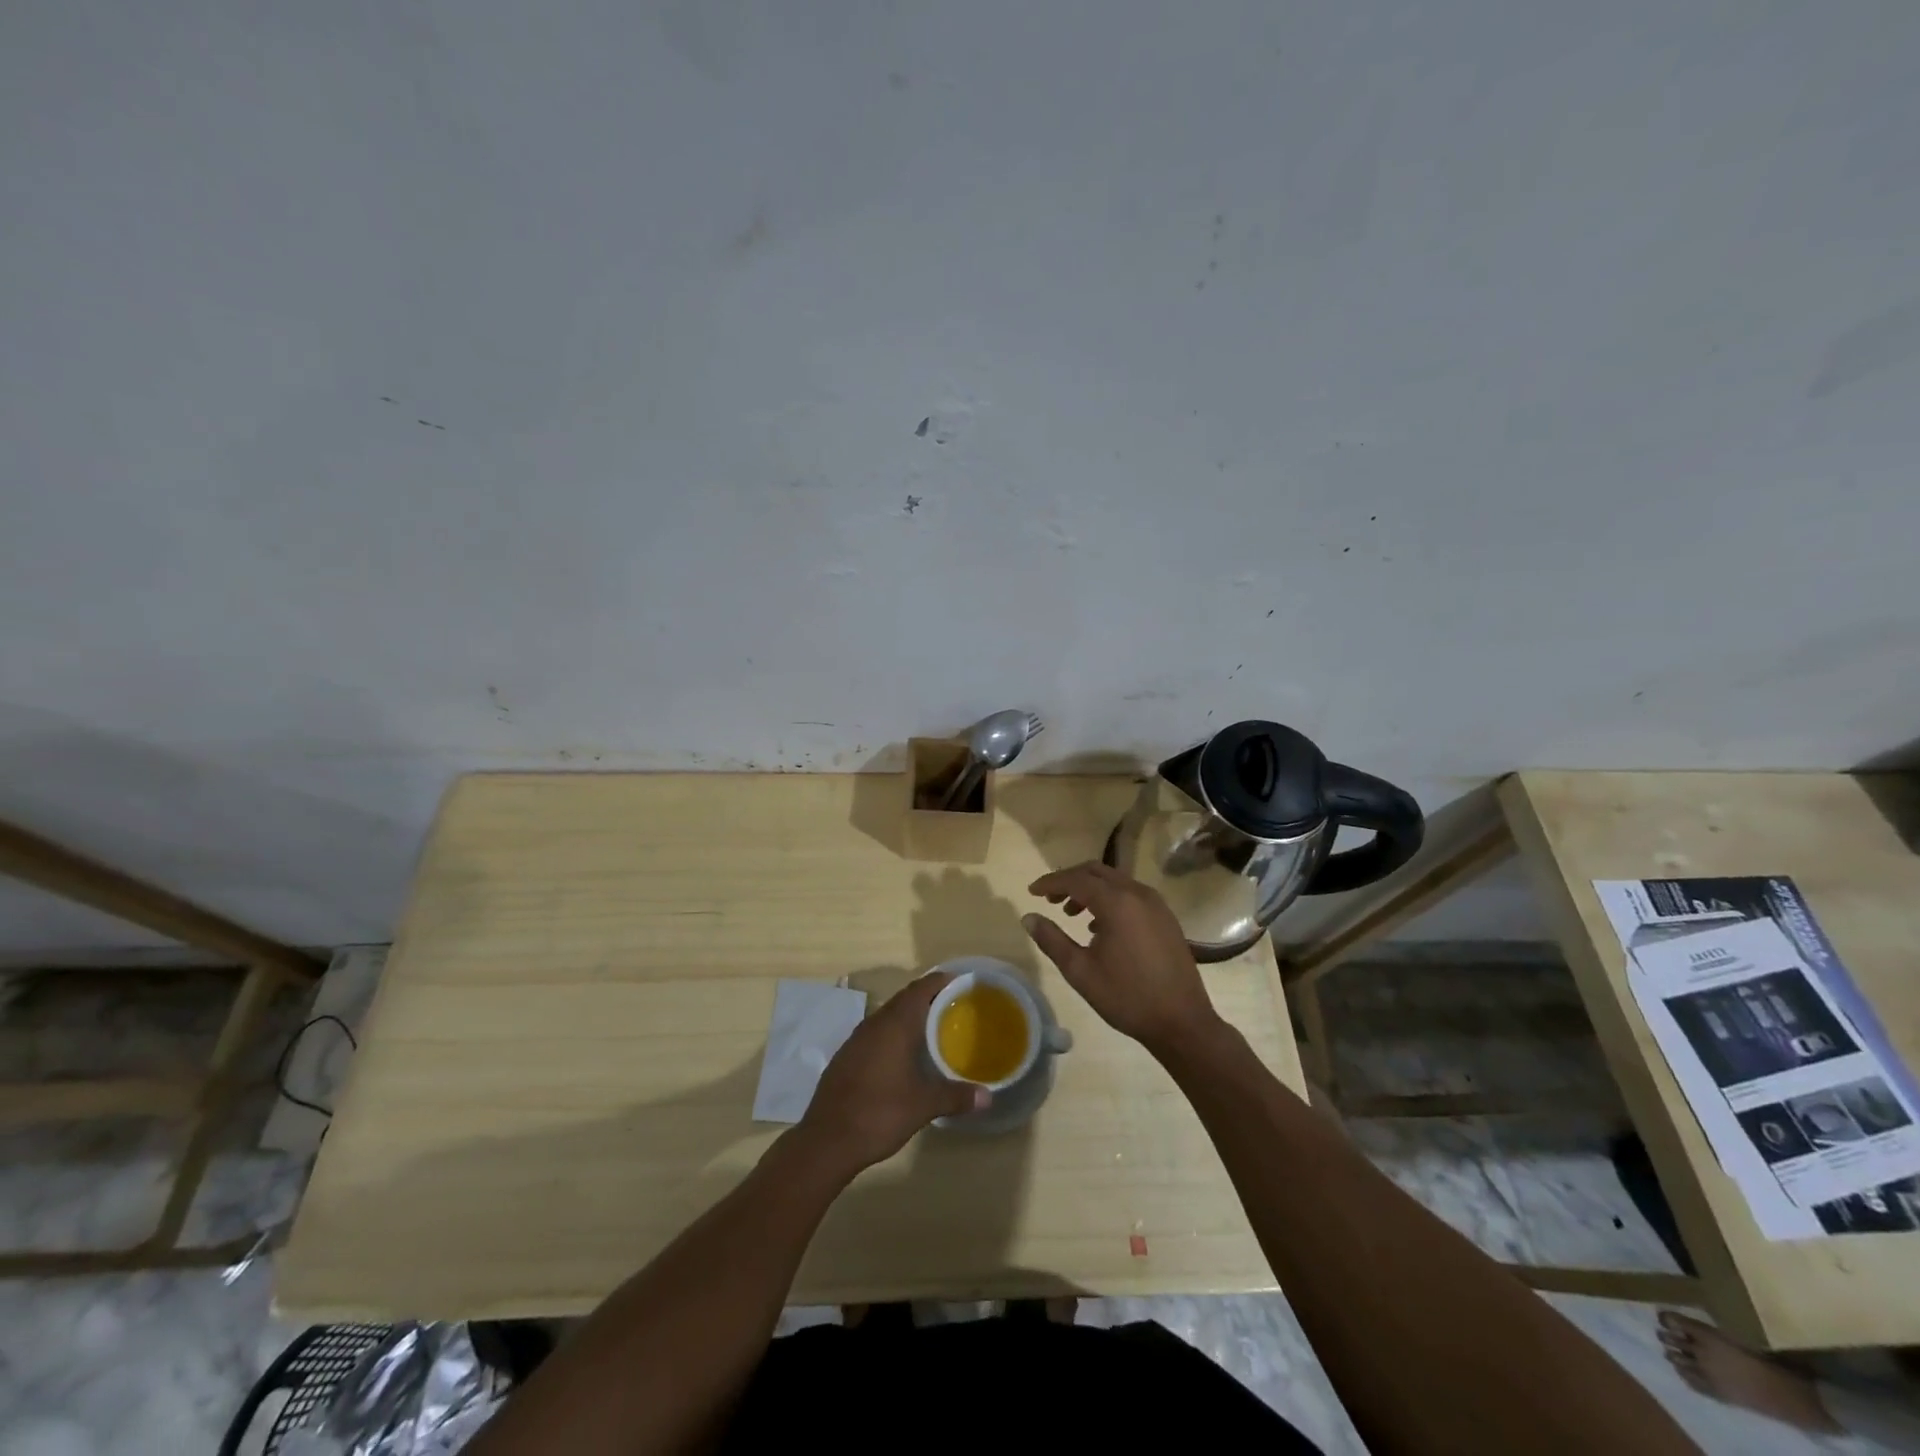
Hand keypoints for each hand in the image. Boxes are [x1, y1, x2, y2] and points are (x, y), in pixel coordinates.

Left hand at [797, 972, 988, 1177]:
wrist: (827, 1140)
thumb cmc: (879, 1113)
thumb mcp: (923, 1106)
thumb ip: (956, 1096)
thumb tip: (988, 1097)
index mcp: (895, 1024)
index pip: (921, 988)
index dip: (941, 981)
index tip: (961, 984)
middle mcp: (874, 1023)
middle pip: (904, 999)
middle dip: (928, 999)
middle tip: (954, 1008)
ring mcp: (856, 1039)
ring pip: (888, 1017)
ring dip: (909, 1018)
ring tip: (933, 1030)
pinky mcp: (846, 1057)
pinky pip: (875, 1034)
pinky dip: (893, 1035)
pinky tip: (902, 1056)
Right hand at [1024, 862, 1222, 1058]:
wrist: (1182, 1021)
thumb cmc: (1126, 997)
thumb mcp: (1080, 971)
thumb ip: (1052, 940)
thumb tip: (1028, 917)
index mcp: (1116, 903)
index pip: (1076, 879)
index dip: (1051, 883)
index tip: (1031, 892)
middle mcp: (1138, 893)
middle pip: (1096, 872)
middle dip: (1070, 880)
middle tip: (1050, 899)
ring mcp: (1156, 904)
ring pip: (1115, 881)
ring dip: (1090, 889)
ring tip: (1071, 913)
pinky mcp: (1165, 917)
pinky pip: (1131, 894)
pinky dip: (1110, 899)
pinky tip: (1100, 926)